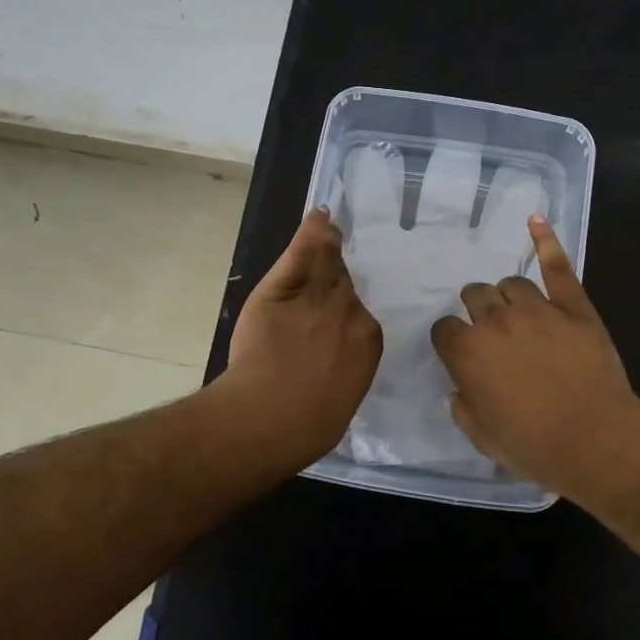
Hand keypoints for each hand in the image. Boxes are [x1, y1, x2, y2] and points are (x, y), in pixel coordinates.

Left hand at [217, 208, 381, 466]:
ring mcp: (317, 296)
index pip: (359, 311)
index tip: (337, 305)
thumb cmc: (308, 425)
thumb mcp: (342, 399)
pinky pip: (302, 253)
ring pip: (326, 264)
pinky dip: (311, 232)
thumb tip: (345, 369)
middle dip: (336, 277)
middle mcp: (349, 311)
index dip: (345, 305)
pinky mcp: (284, 289)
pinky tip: (318, 215)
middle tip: (331, 268)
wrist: (270, 418)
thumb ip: (348, 372)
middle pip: (344, 282)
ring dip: (327, 247)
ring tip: (328, 229)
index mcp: (369, 340)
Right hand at [430, 217, 639, 505]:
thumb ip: (462, 406)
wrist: (597, 441)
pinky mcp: (573, 305)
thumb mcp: (482, 437)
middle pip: (475, 296)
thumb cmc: (535, 446)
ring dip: (506, 295)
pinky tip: (535, 219)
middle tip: (490, 331)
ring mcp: (537, 308)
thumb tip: (460, 388)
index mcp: (468, 352)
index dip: (451, 340)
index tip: (460, 351)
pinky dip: (545, 241)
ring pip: (510, 284)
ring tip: (515, 310)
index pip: (444, 329)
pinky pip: (557, 266)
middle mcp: (496, 321)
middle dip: (476, 309)